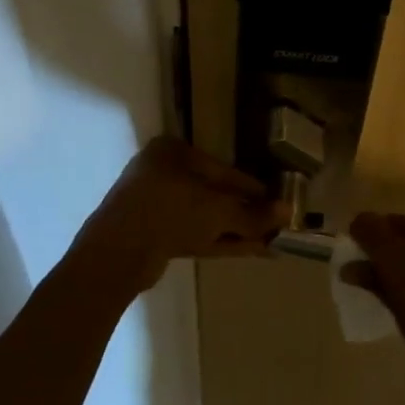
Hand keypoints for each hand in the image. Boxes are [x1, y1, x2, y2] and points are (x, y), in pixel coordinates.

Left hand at [75, 136, 288, 291]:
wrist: (117, 253)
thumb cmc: (169, 211)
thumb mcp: (218, 210)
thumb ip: (253, 213)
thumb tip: (287, 212)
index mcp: (172, 151)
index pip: (222, 168)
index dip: (252, 187)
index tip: (275, 201)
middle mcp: (161, 172)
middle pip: (213, 193)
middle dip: (244, 212)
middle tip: (274, 225)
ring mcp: (154, 205)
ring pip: (204, 216)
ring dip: (236, 229)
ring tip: (269, 242)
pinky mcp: (152, 234)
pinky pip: (193, 233)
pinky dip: (220, 241)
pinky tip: (250, 250)